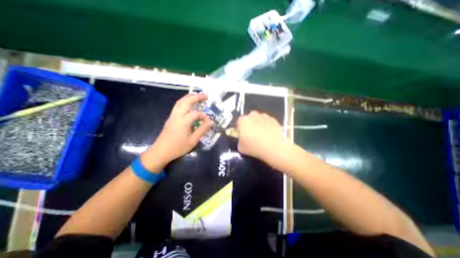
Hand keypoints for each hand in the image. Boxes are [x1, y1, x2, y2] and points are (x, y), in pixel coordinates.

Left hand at [141, 94, 212, 169]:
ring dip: (189, 97)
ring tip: (197, 96)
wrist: (160, 152)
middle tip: (205, 96)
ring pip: (180, 102)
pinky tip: (188, 104)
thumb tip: (210, 122)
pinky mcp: (170, 118)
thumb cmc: (178, 147)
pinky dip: (184, 101)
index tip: (208, 122)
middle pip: (186, 101)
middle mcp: (177, 115)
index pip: (196, 114)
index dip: (204, 117)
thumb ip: (202, 130)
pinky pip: (177, 106)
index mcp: (183, 121)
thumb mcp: (193, 140)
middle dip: (196, 97)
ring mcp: (172, 116)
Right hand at [235, 111, 288, 162]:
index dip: (240, 129)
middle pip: (248, 118)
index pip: (238, 122)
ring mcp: (264, 116)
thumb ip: (239, 140)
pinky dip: (266, 125)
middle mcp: (253, 115)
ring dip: (258, 124)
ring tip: (261, 135)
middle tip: (251, 134)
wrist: (274, 148)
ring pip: (258, 118)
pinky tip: (268, 134)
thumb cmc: (255, 148)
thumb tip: (241, 139)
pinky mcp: (273, 119)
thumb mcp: (241, 148)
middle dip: (249, 124)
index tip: (242, 135)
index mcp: (242, 121)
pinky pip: (267, 121)